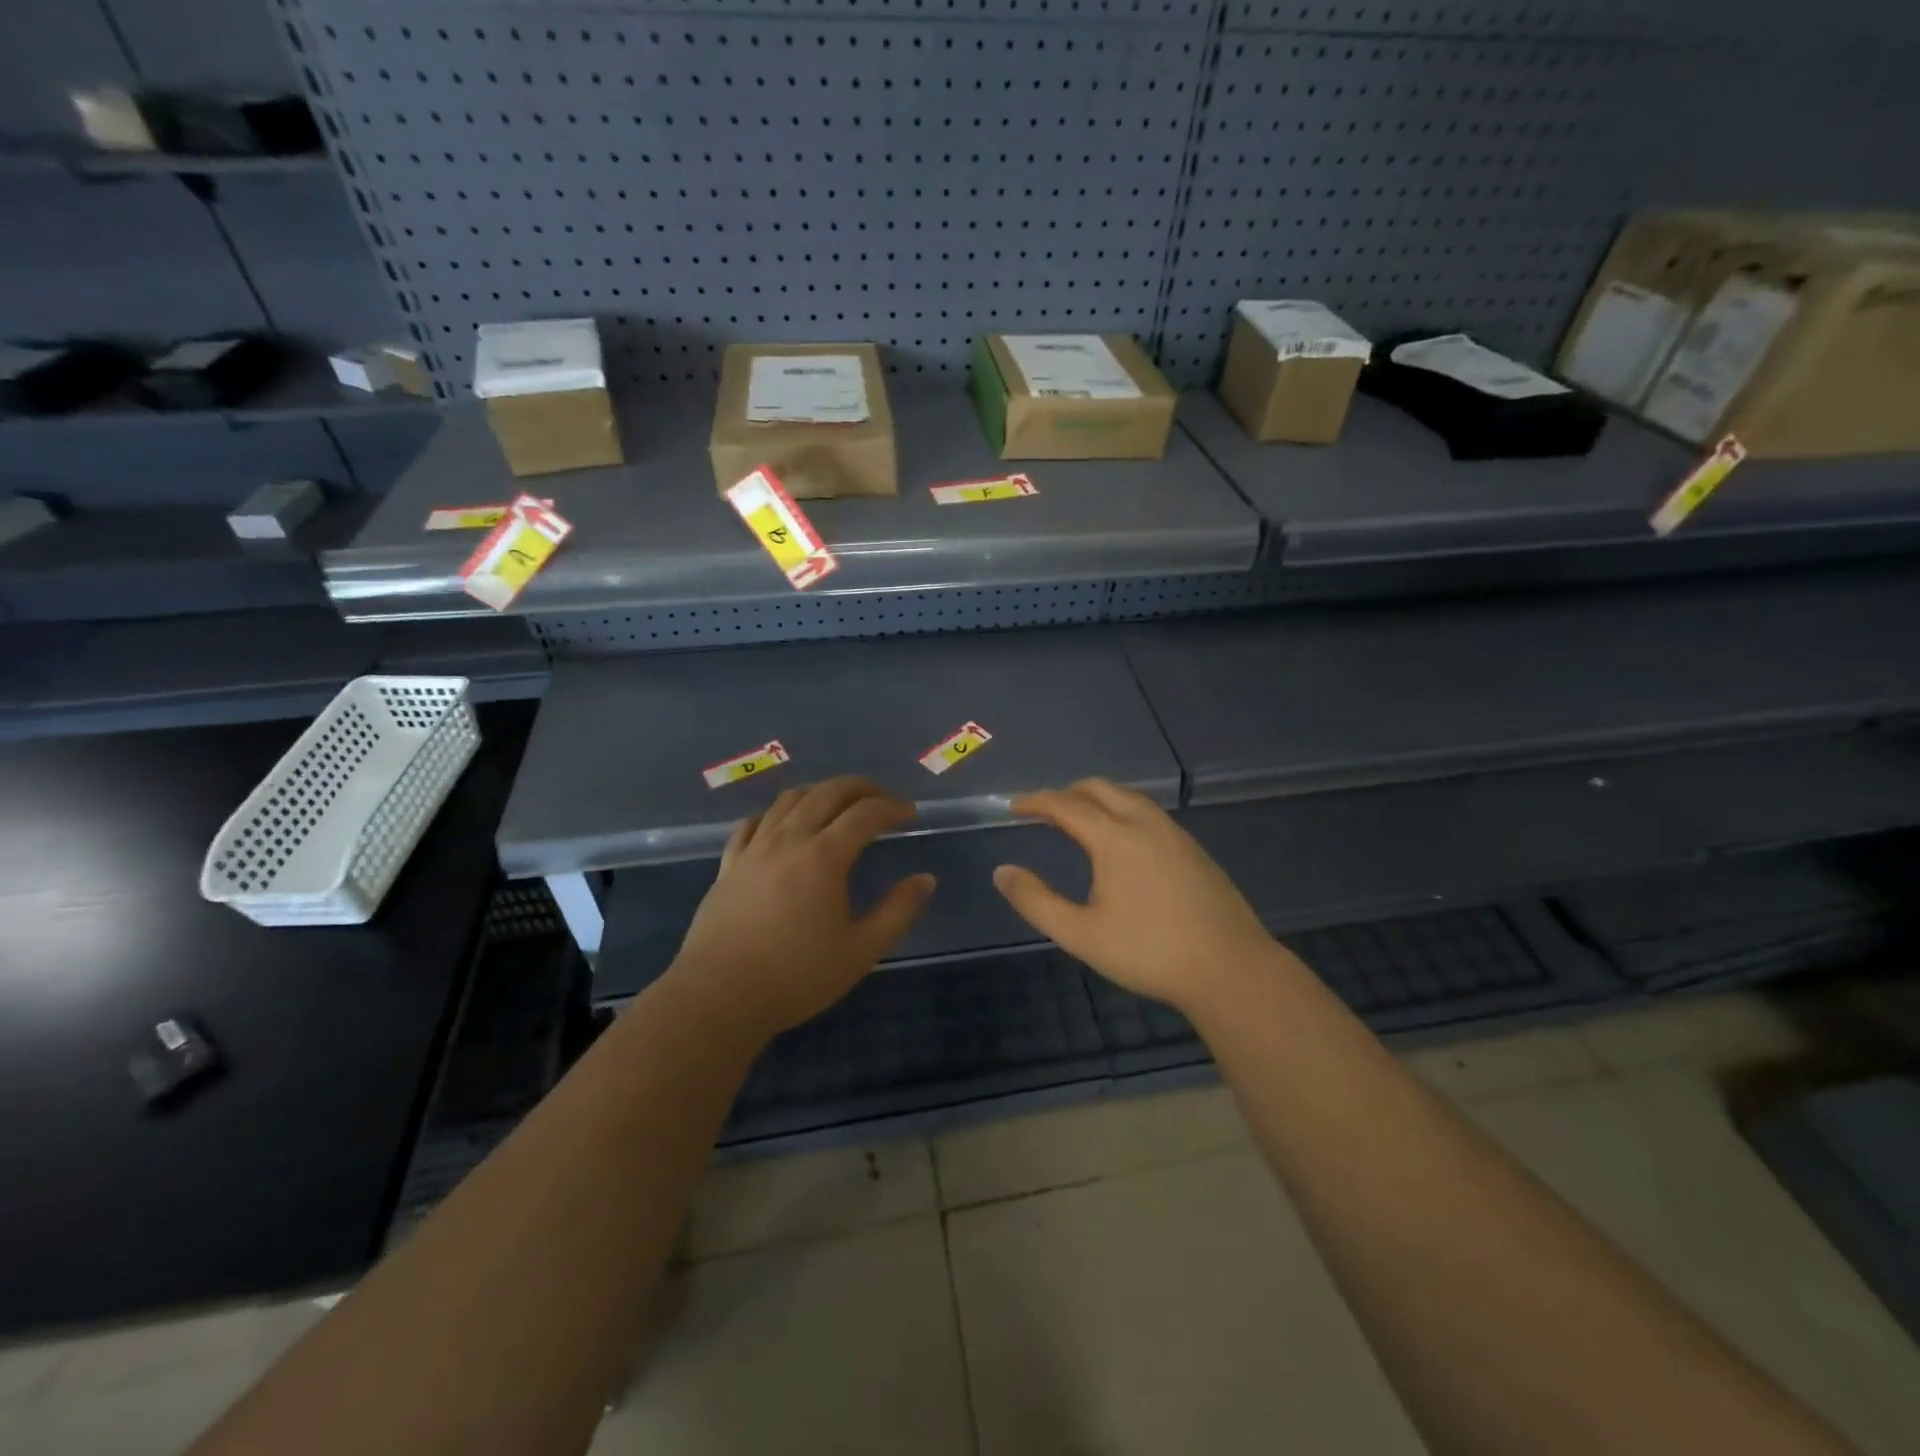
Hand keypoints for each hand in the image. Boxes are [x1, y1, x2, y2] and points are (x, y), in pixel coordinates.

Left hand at [666, 778, 935, 1042]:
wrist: (719, 997)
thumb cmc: (796, 976)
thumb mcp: (861, 951)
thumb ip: (898, 911)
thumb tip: (925, 879)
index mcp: (824, 856)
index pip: (865, 813)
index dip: (892, 807)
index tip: (910, 812)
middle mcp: (789, 839)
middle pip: (827, 792)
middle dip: (859, 788)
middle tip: (880, 797)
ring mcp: (754, 849)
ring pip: (788, 800)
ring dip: (819, 792)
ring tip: (837, 803)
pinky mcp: (728, 865)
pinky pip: (752, 823)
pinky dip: (775, 813)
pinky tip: (781, 824)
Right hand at [992, 779, 1286, 1015]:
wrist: (1230, 968)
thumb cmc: (1149, 952)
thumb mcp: (1081, 934)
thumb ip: (1036, 901)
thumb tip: (1002, 872)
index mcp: (1115, 838)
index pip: (1066, 804)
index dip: (1036, 801)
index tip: (1015, 807)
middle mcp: (1145, 824)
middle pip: (1100, 789)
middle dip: (1067, 792)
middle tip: (1044, 811)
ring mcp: (1175, 834)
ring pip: (1130, 798)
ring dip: (1098, 799)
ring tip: (1080, 820)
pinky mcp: (1195, 850)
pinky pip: (1150, 814)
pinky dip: (1123, 812)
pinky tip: (1123, 843)